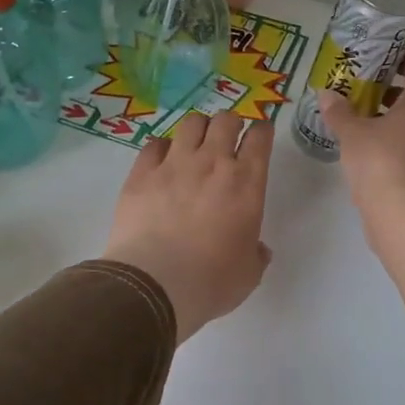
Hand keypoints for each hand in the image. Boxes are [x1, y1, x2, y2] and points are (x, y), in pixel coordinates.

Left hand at [102, 113, 274, 343]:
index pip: (260, 137)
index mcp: (246, 183)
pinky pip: (154, 144)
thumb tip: (258, 249)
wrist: (155, 283)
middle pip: (226, 120)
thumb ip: (256, 254)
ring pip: (191, 123)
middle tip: (228, 139)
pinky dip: (162, 148)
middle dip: (230, 124)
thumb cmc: (211, 281)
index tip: (260, 135)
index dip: (262, 131)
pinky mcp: (142, 172)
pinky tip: (162, 161)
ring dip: (198, 129)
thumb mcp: (248, 273)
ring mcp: (175, 164)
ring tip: (196, 143)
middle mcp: (213, 162)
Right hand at [319, 56, 404, 306]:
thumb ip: (339, 111)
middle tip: (359, 93)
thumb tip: (326, 93)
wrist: (403, 216)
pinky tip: (365, 151)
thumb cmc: (379, 162)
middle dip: (388, 92)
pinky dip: (391, 142)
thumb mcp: (351, 133)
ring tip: (357, 122)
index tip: (379, 63)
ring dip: (388, 118)